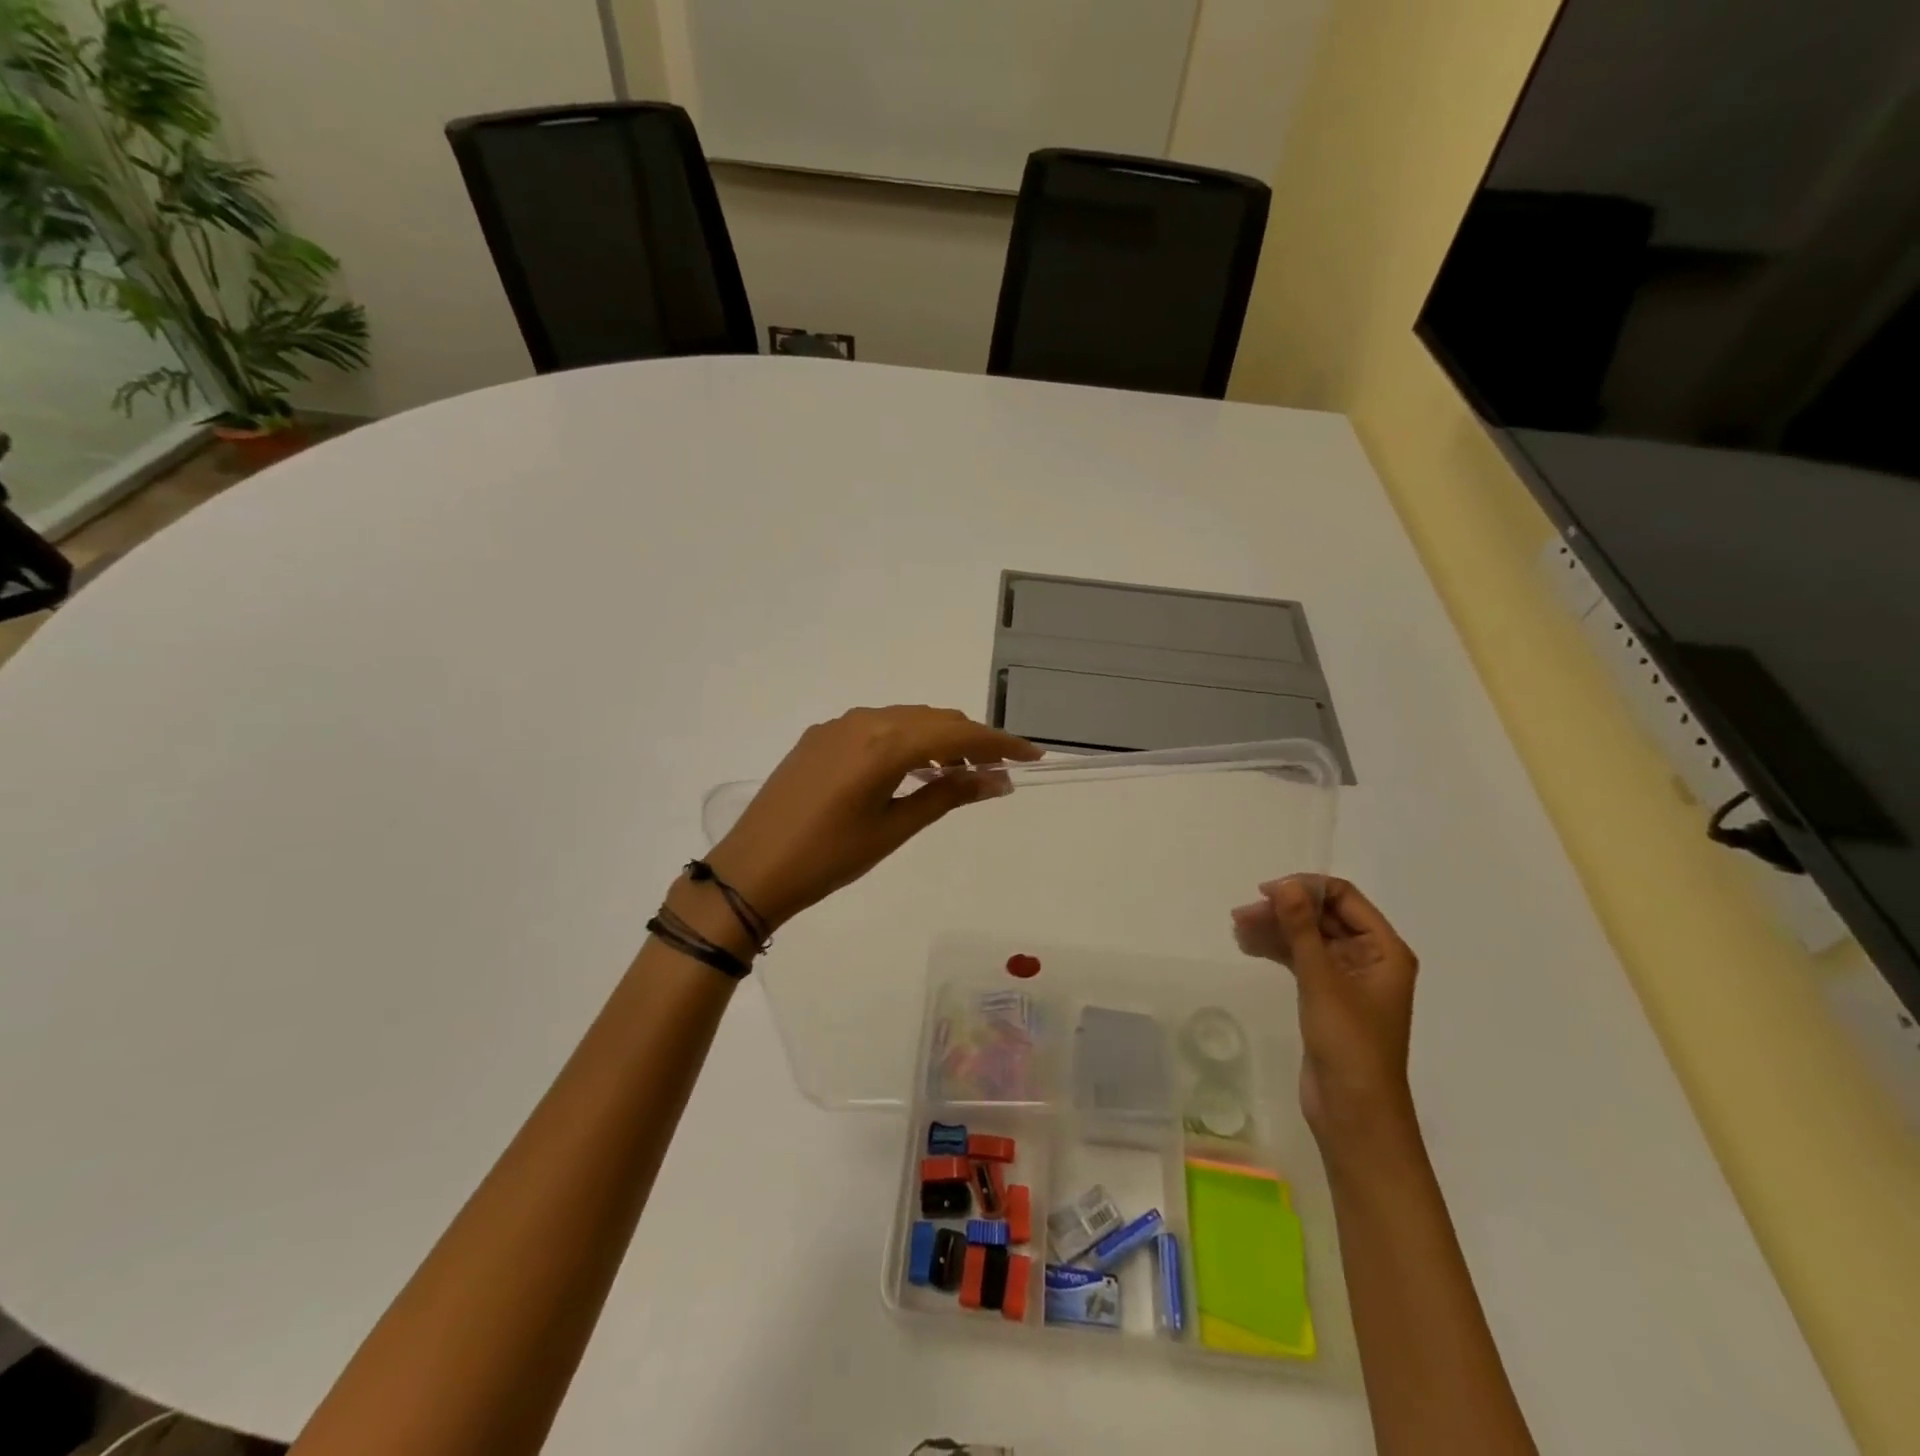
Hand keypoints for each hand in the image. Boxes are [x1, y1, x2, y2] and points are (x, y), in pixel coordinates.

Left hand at [706, 706, 1041, 930]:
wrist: (751, 871)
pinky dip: (904, 741)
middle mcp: (862, 720)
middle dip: (972, 738)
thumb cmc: (828, 858)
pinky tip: (911, 768)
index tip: (1033, 756)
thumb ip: (946, 795)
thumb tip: (997, 780)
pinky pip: (876, 727)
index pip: (957, 732)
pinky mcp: (819, 737)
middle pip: (932, 718)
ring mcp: (836, 726)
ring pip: (904, 719)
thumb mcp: (894, 828)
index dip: (999, 743)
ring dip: (937, 738)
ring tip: (959, 771)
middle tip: (999, 769)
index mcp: (883, 742)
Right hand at [1233, 877, 1418, 1145]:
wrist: (1355, 1113)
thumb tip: (1284, 885)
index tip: (1266, 893)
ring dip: (1276, 930)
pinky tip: (1249, 946)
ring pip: (1308, 938)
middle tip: (1241, 916)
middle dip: (1283, 911)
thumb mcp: (1322, 980)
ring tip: (1238, 930)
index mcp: (1384, 949)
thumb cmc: (1349, 1043)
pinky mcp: (1327, 997)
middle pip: (1323, 916)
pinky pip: (1301, 960)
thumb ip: (1302, 929)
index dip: (1306, 889)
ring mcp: (1348, 979)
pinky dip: (1277, 950)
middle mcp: (1370, 958)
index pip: (1344, 898)